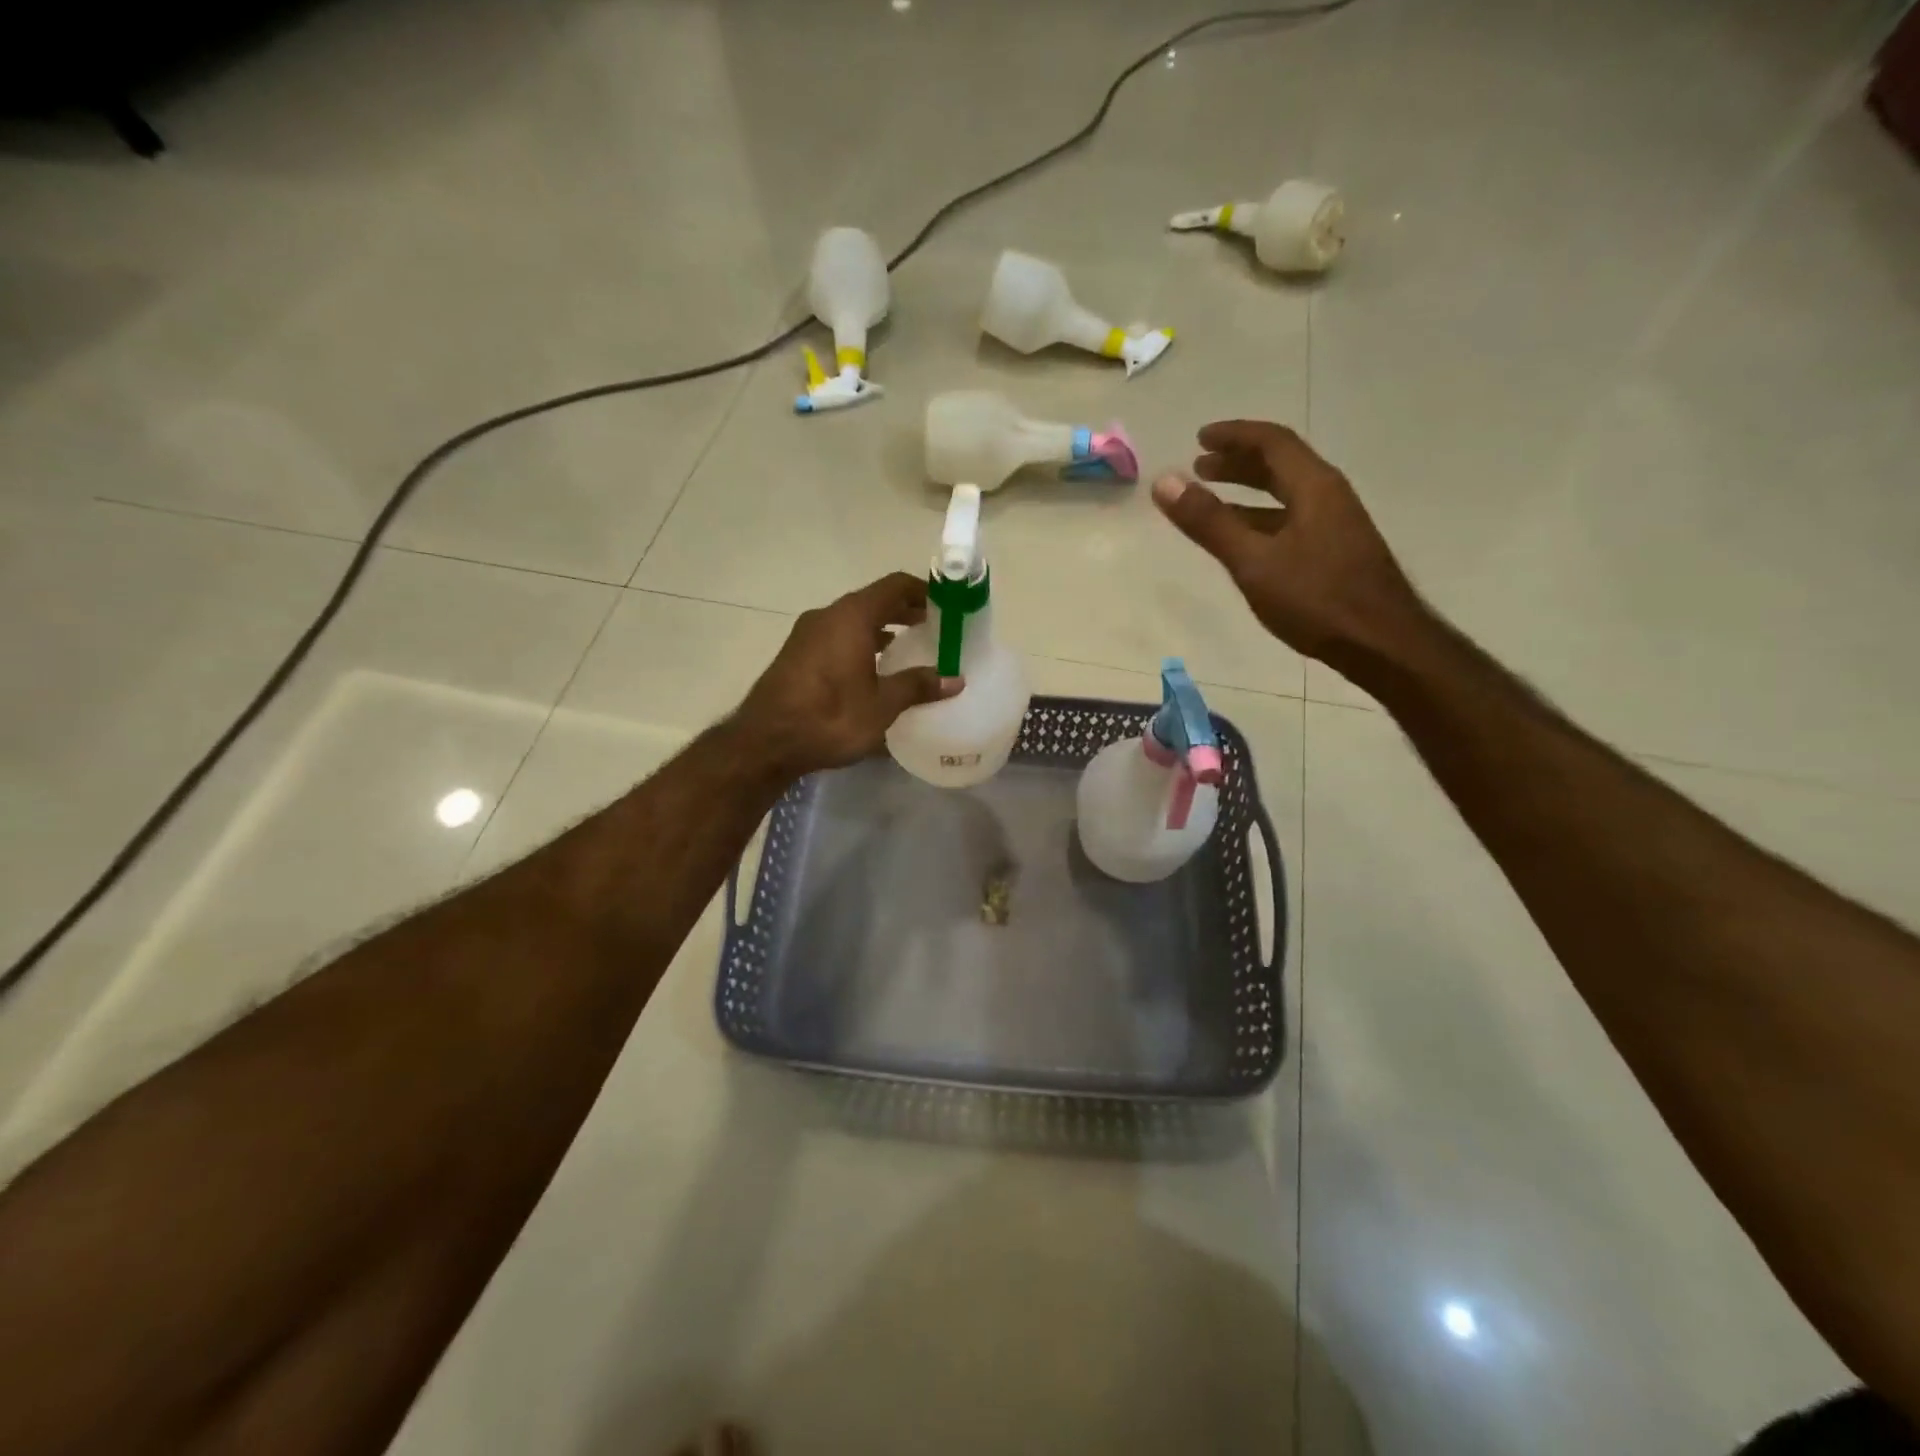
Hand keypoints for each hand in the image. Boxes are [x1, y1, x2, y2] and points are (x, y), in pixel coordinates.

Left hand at [732, 572, 960, 777]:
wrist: (766, 742)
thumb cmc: (830, 717)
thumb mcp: (882, 705)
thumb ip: (918, 686)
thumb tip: (954, 680)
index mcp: (851, 617)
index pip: (894, 586)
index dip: (922, 591)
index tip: (945, 605)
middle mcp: (828, 616)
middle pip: (873, 600)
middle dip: (904, 610)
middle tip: (933, 627)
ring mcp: (807, 634)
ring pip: (852, 619)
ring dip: (881, 627)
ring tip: (907, 646)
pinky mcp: (796, 654)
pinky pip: (837, 635)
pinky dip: (860, 641)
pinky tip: (872, 667)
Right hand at [1152, 420, 1428, 667]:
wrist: (1381, 643)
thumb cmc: (1316, 598)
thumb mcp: (1253, 561)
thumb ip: (1209, 522)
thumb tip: (1165, 482)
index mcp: (1313, 486)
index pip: (1272, 442)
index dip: (1234, 435)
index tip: (1199, 438)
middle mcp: (1328, 496)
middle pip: (1281, 464)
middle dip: (1238, 462)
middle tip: (1200, 466)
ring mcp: (1335, 525)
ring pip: (1286, 494)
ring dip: (1248, 491)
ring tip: (1212, 498)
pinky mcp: (1335, 552)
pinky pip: (1291, 519)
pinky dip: (1261, 518)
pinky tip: (1244, 539)